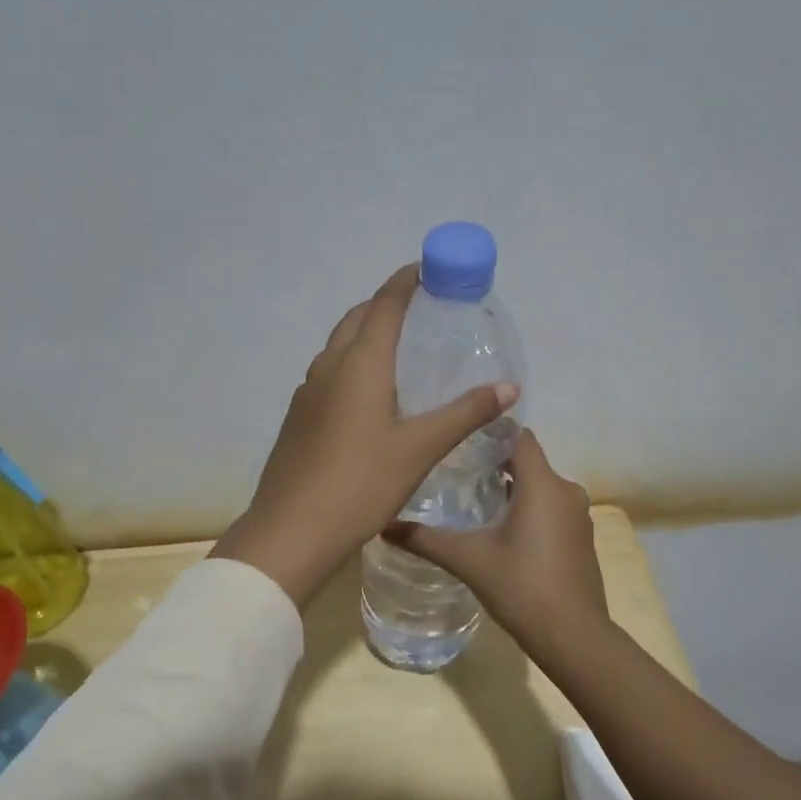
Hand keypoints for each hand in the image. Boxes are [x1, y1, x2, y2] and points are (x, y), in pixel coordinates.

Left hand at [211, 265, 520, 609]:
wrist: (291, 530)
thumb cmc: (360, 483)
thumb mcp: (420, 448)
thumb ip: (465, 413)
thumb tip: (509, 386)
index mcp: (359, 364)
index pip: (384, 305)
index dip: (406, 281)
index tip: (427, 269)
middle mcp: (328, 367)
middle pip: (357, 318)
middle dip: (386, 304)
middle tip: (421, 310)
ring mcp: (307, 392)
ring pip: (338, 345)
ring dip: (365, 333)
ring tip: (399, 347)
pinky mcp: (298, 417)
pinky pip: (329, 372)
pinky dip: (352, 363)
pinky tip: (370, 393)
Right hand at [384, 429, 605, 651]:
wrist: (573, 636)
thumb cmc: (521, 587)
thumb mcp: (468, 560)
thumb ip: (426, 539)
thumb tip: (384, 525)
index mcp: (543, 484)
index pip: (520, 437)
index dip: (492, 432)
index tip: (461, 439)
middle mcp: (566, 491)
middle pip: (528, 461)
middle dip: (495, 463)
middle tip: (456, 471)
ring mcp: (578, 516)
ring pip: (541, 487)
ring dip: (512, 489)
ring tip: (474, 500)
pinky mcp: (581, 538)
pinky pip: (552, 508)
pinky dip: (529, 510)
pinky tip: (502, 531)